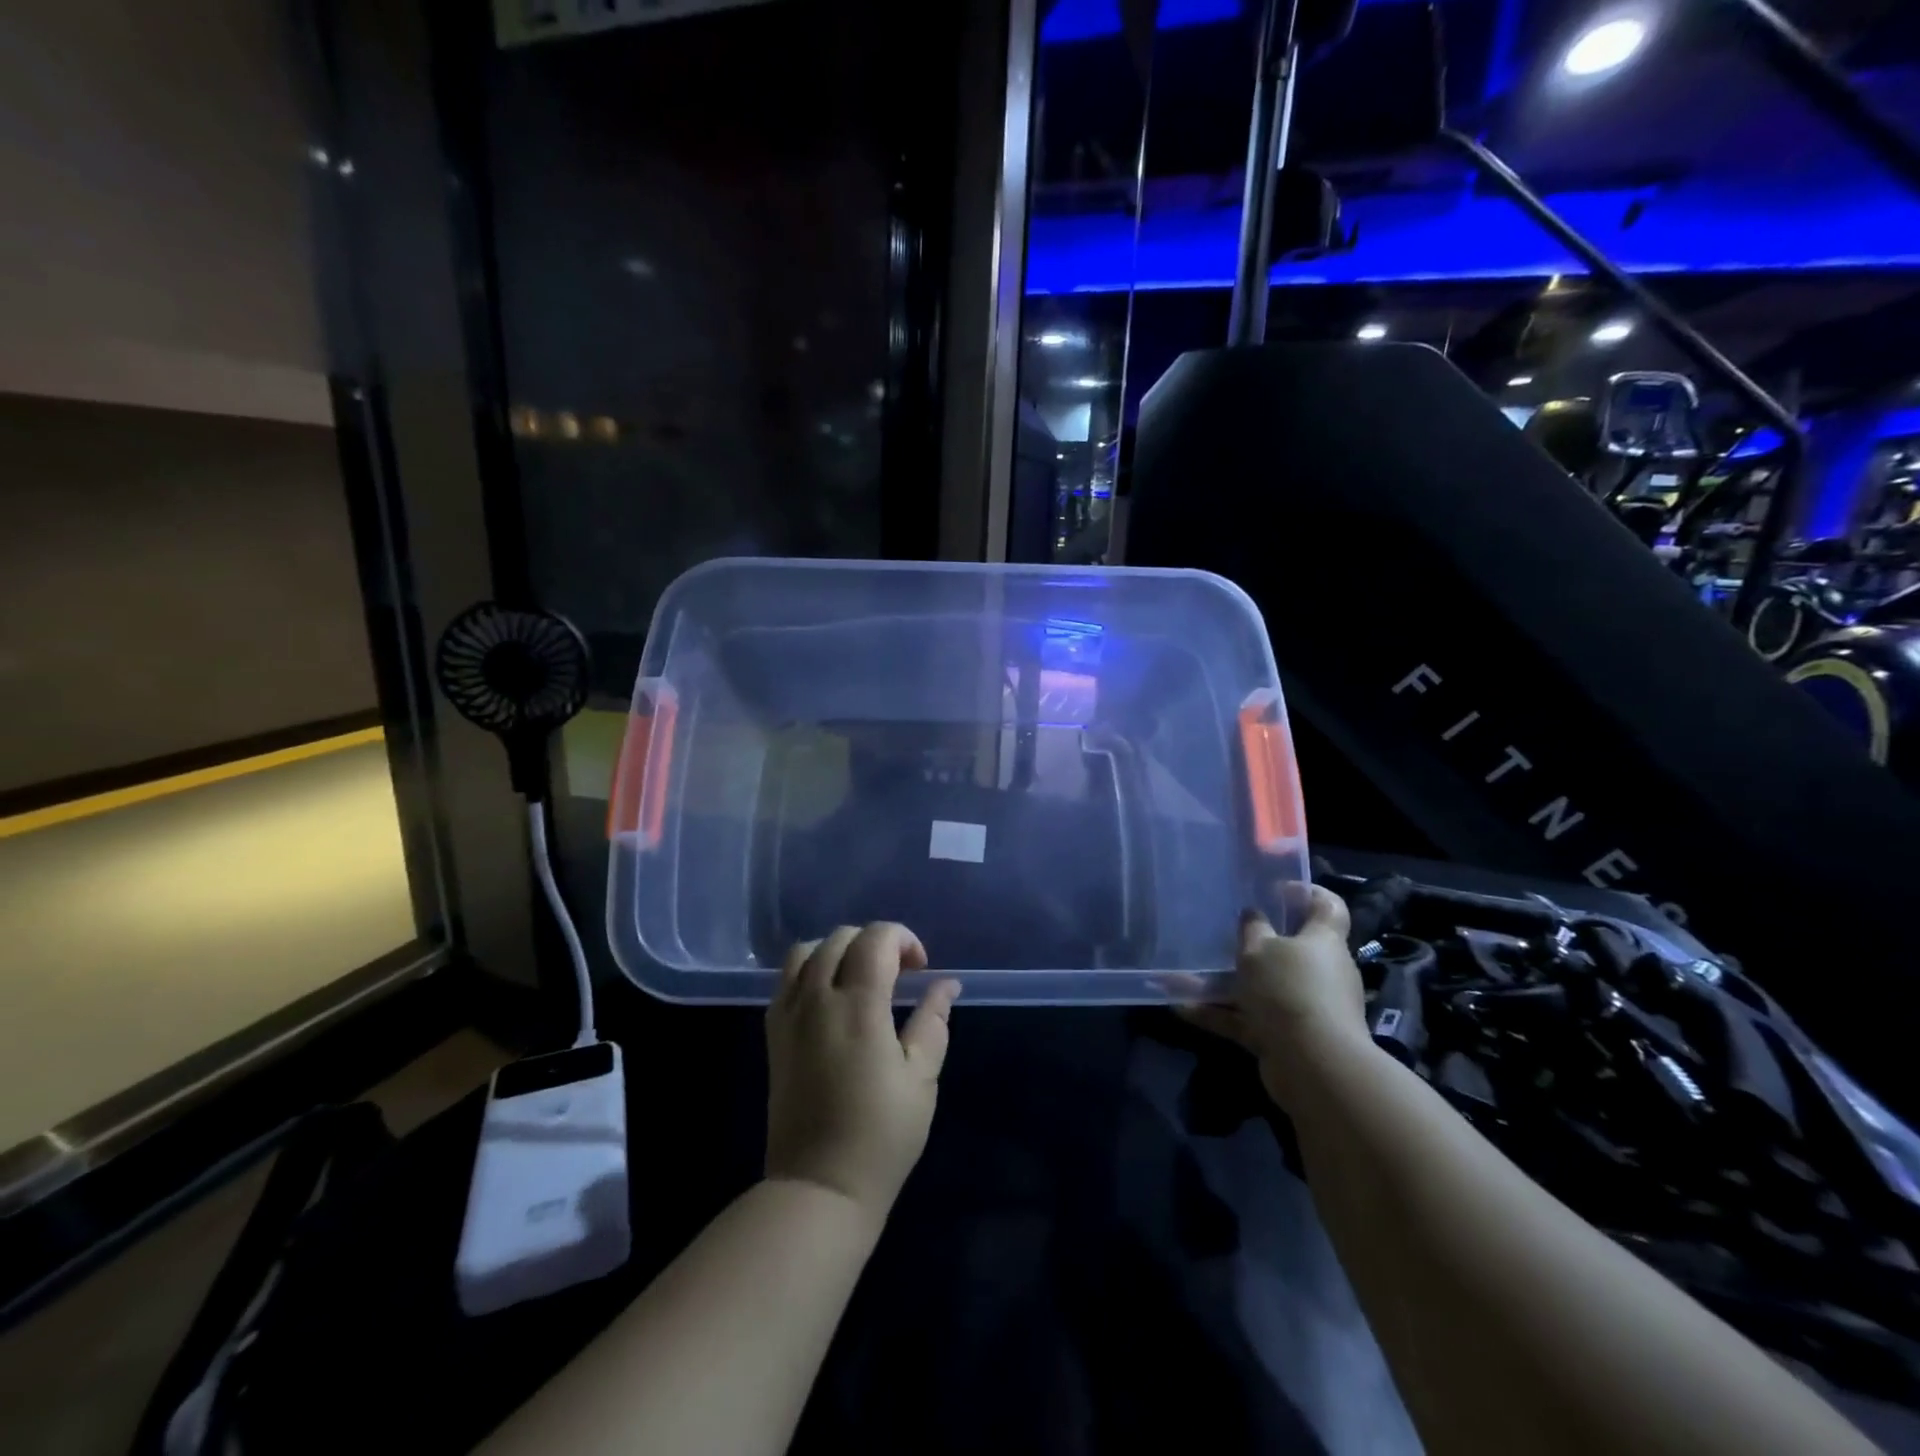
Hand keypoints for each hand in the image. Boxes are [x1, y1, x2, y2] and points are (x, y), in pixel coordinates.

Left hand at [765, 923, 961, 1223]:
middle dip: (875, 942)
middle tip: (899, 974)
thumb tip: (946, 984)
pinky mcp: (773, 1034)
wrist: (819, 1186)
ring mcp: (789, 1015)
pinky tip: (830, 997)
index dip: (903, 939)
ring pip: (807, 951)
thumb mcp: (922, 1078)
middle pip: (841, 937)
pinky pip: (786, 978)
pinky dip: (810, 969)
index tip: (920, 969)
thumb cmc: (881, 1135)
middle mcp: (817, 998)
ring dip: (838, 950)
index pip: (875, 938)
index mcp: (858, 1006)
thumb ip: (933, 1021)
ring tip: (861, 978)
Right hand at [1177, 886, 1368, 1106]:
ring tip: (1182, 976)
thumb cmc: (1290, 990)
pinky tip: (1180, 1009)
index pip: (1327, 907)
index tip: (1276, 888)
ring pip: (1261, 987)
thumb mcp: (1260, 949)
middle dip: (1255, 942)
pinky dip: (1218, 1014)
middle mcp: (1319, 972)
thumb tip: (1253, 914)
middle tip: (1223, 932)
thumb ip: (1252, 929)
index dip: (1306, 892)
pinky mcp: (1285, 1037)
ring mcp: (1303, 1007)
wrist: (1314, 1066)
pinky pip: (1247, 1019)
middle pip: (1290, 949)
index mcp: (1323, 941)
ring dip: (1224, 983)